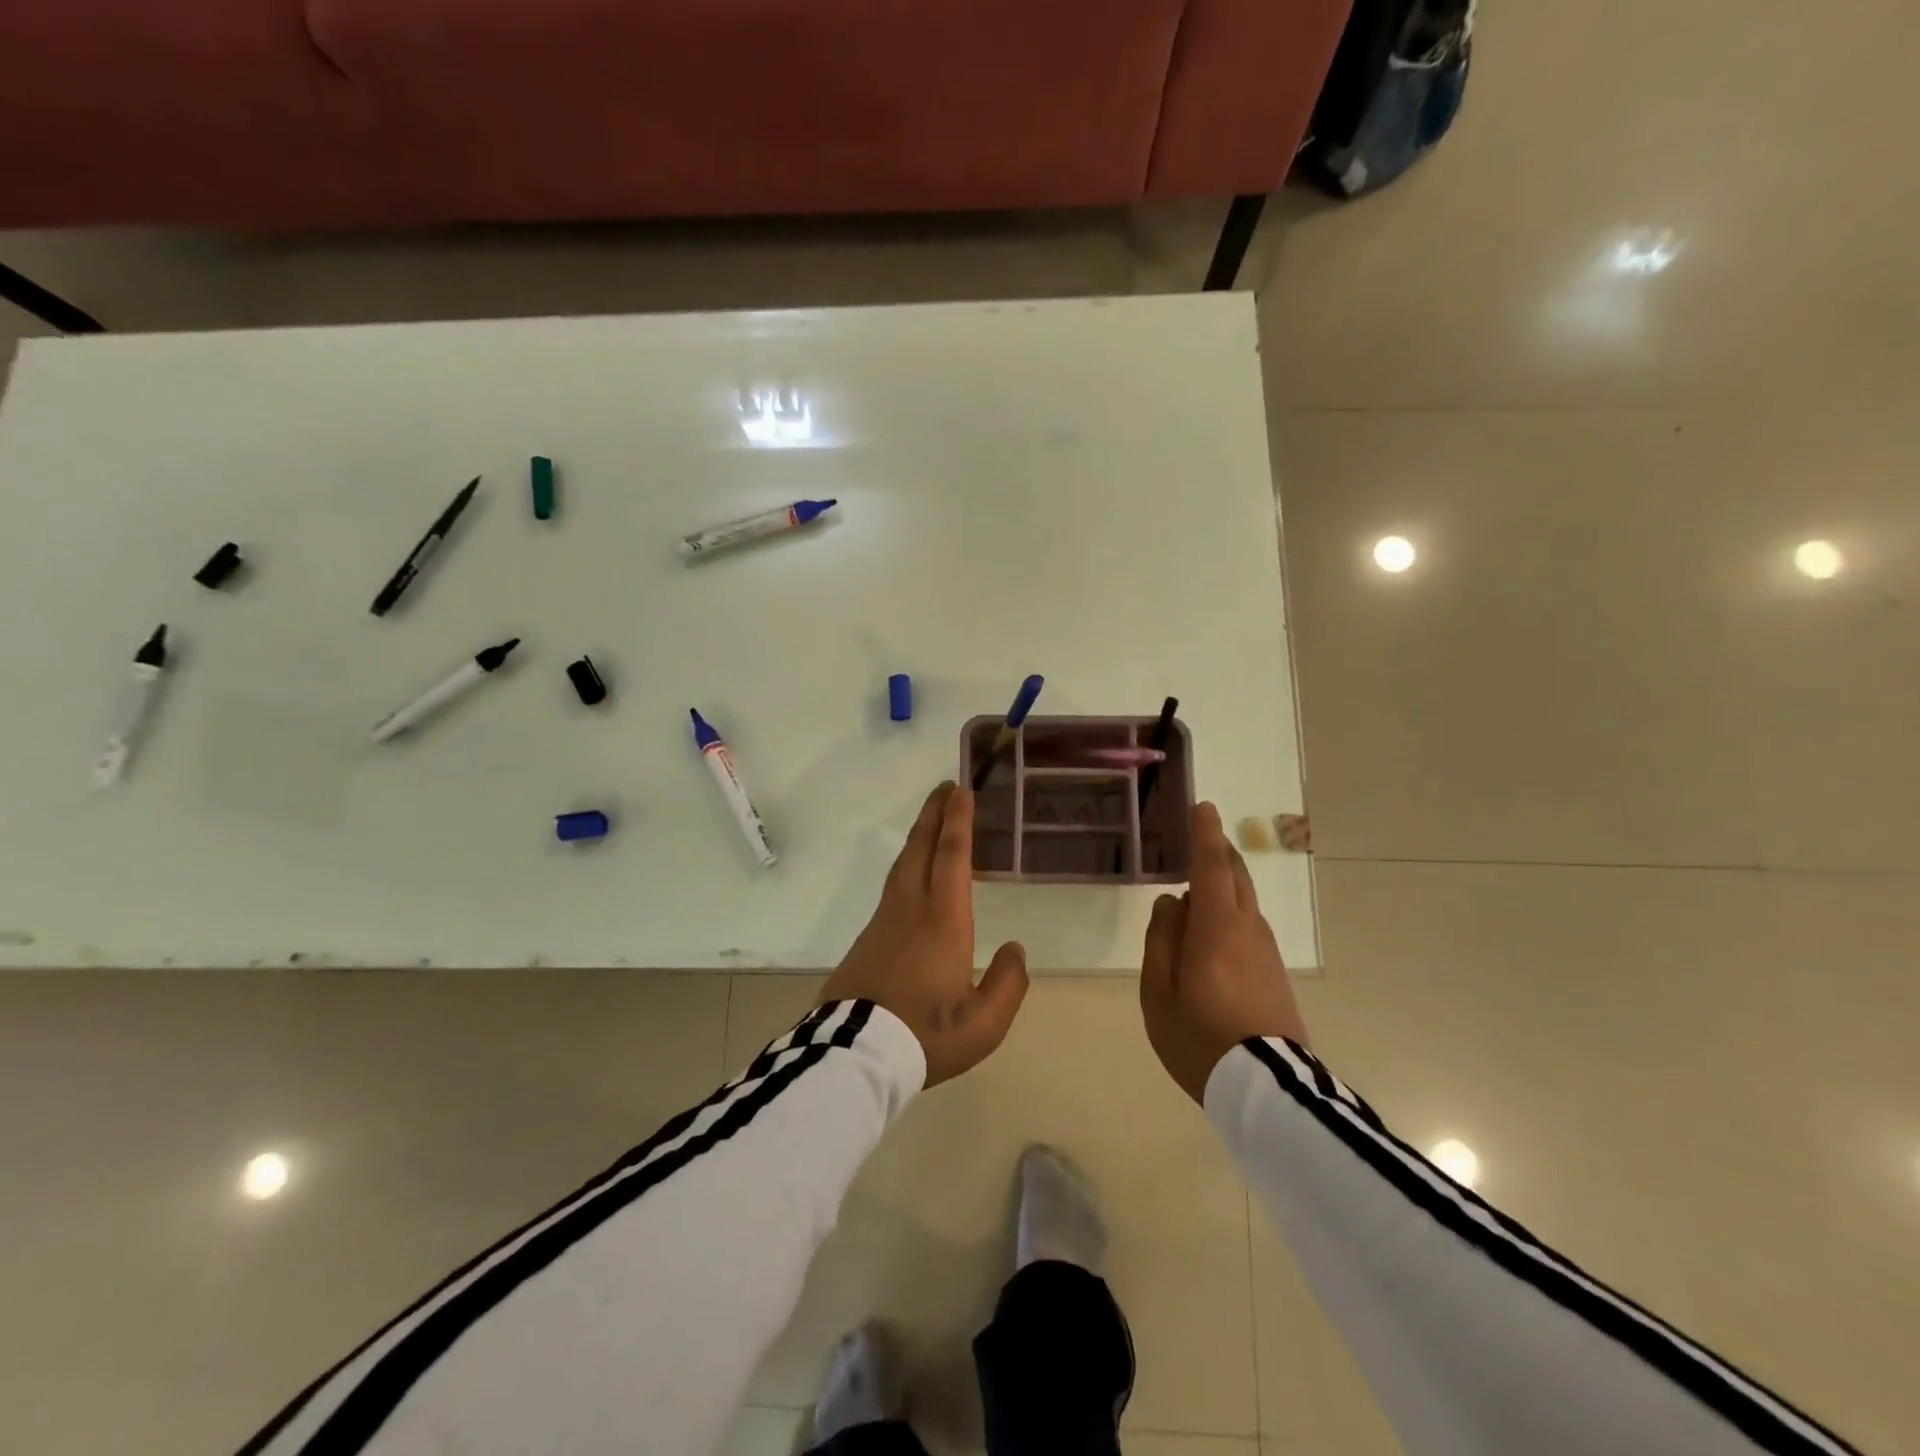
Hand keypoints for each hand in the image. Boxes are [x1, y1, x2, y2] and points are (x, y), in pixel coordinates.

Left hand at [820, 782, 1028, 1087]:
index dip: (957, 820)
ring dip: (918, 837)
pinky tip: (912, 877)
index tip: (961, 790)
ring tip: (930, 822)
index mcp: (943, 919)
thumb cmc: (926, 1034)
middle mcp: (910, 908)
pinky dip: (907, 866)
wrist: (855, 1054)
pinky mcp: (867, 939)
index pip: (951, 855)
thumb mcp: (984, 1022)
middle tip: (945, 787)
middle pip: (921, 848)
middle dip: (934, 814)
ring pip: (902, 865)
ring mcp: (883, 921)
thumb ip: (1008, 984)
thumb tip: (1014, 949)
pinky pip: (892, 888)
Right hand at [1140, 802, 1309, 1104]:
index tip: (1203, 807)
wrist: (1267, 1091)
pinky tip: (1211, 933)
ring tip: (1195, 888)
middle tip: (1199, 838)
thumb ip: (1161, 940)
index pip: (1211, 866)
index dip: (1205, 834)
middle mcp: (1247, 928)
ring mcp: (1266, 950)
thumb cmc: (1199, 1038)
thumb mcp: (1159, 992)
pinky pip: (1248, 926)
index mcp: (1216, 927)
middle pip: (1235, 876)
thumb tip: (1171, 902)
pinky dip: (1229, 912)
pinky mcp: (1275, 972)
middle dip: (1218, 851)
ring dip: (1223, 884)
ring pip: (1243, 902)